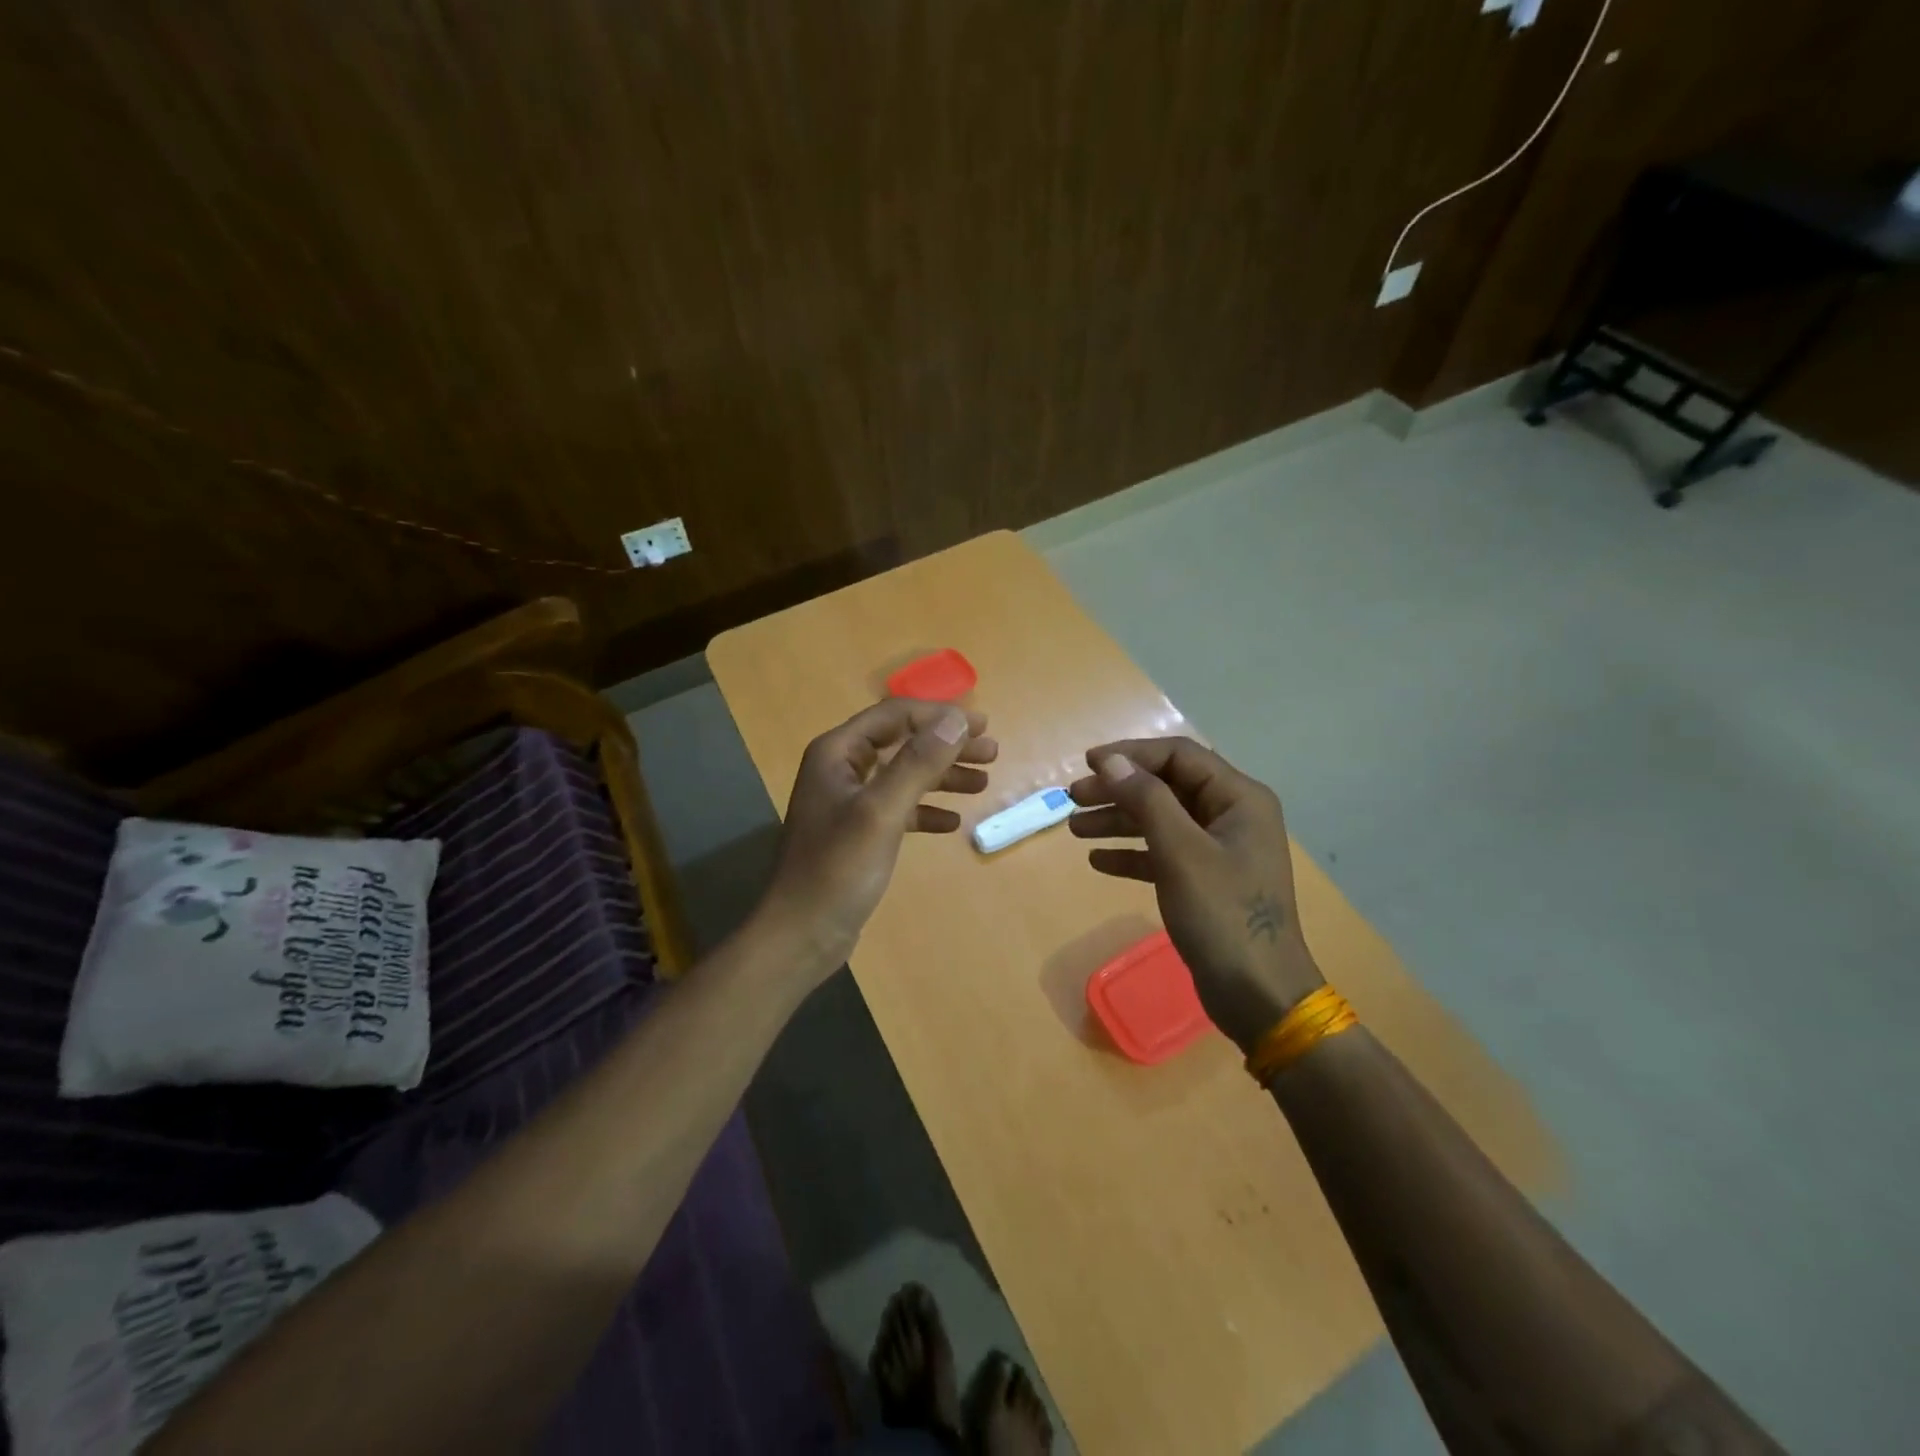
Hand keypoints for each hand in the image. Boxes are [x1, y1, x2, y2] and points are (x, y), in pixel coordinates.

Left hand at [761, 699, 997, 976]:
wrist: (802, 933)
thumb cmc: (838, 868)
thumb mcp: (882, 811)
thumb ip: (918, 763)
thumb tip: (957, 720)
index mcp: (837, 753)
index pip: (894, 716)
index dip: (939, 716)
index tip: (982, 725)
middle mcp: (841, 769)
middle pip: (902, 743)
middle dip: (947, 746)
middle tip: (992, 753)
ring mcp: (848, 802)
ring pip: (903, 776)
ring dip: (942, 776)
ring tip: (983, 783)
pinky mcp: (858, 833)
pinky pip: (899, 809)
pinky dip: (926, 811)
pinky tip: (952, 822)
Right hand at [1068, 738, 1322, 1052]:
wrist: (1257, 994)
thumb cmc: (1222, 915)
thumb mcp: (1180, 852)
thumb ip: (1146, 799)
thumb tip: (1111, 761)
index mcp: (1239, 798)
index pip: (1179, 756)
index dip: (1131, 754)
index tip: (1088, 764)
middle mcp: (1231, 816)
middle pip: (1166, 787)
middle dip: (1119, 790)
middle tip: (1073, 798)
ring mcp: (1219, 850)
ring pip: (1161, 820)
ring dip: (1118, 821)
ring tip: (1075, 829)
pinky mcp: (1206, 881)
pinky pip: (1162, 854)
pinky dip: (1132, 854)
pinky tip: (1098, 861)